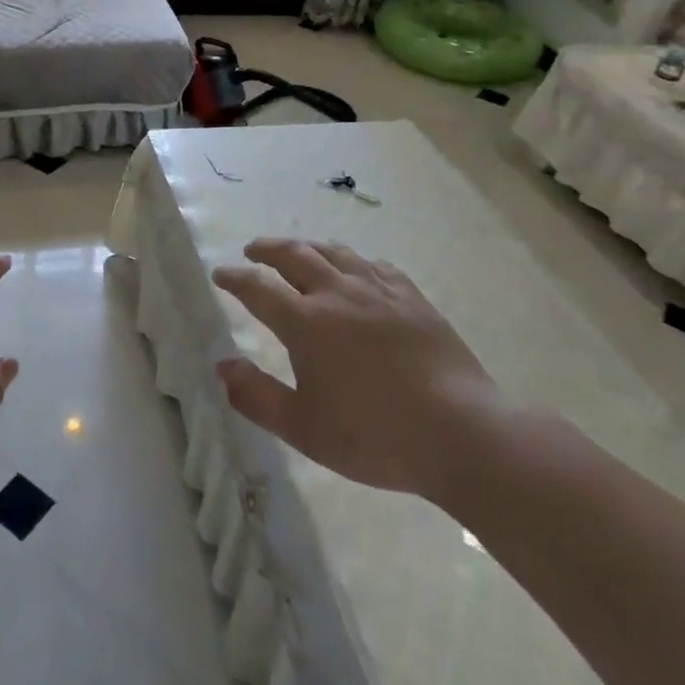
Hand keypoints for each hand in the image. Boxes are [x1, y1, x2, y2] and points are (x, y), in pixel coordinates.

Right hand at [212, 238, 504, 506]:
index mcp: (306, 323)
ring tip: (298, 252)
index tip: (221, 273)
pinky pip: (374, 265)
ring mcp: (378, 291)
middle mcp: (338, 294)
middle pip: (294, 255)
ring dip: (307, 247)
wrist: (463, 433)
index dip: (235, 278)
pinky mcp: (412, 297)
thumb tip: (222, 365)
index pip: (258, 288)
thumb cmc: (376, 436)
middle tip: (253, 251)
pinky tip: (355, 270)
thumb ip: (256, 396)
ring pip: (334, 253)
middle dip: (267, 249)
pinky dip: (352, 261)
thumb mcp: (304, 429)